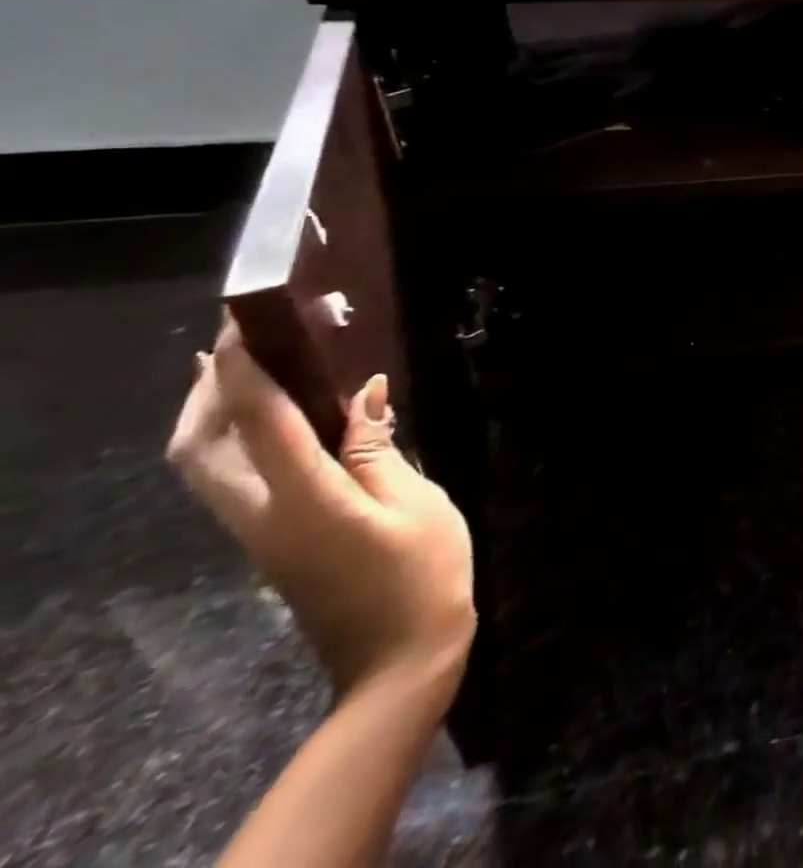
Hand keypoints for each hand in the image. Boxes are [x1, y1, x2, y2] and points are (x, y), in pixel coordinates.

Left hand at [168, 318, 475, 700]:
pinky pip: (234, 481)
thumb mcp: (415, 502)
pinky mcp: (275, 543)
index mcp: (304, 500)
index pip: (260, 421)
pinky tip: (279, 421)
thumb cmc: (421, 572)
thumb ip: (379, 448)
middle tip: (239, 341)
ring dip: (213, 415)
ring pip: (207, 468)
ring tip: (247, 370)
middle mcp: (264, 516)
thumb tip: (365, 394)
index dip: (249, 369)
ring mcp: (262, 534)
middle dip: (207, 391)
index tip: (249, 324)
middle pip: (201, 450)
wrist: (397, 658)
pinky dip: (238, 440)